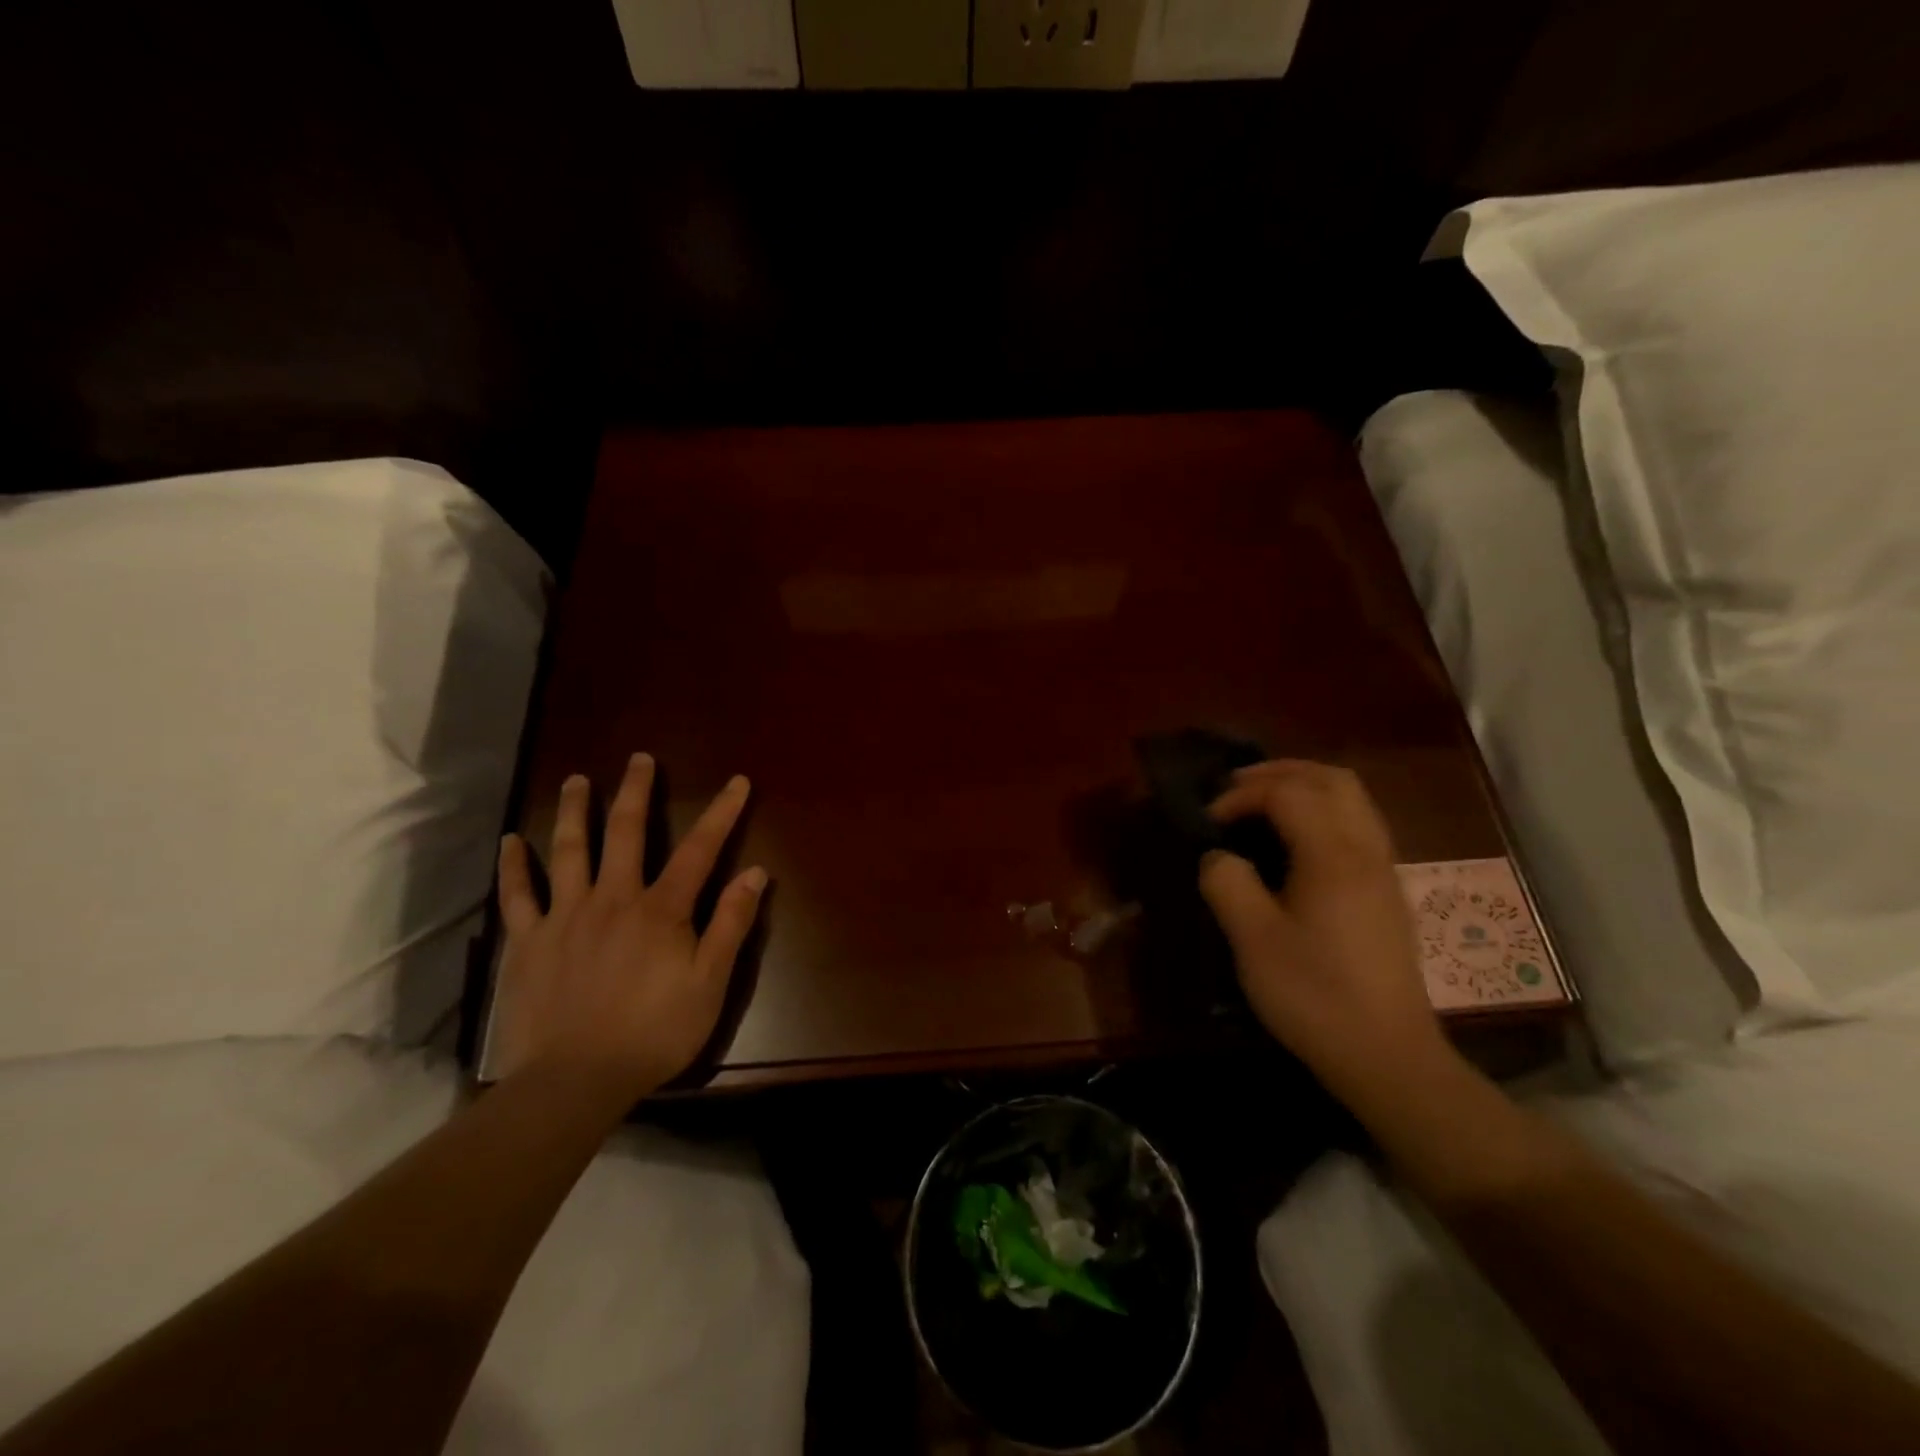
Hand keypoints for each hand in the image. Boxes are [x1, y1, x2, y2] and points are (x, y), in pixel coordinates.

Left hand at [493, 753, 765, 1101]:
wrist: (573, 1081)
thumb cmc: (652, 1033)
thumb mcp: (710, 984)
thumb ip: (731, 924)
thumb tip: (755, 872)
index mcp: (661, 909)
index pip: (699, 849)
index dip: (721, 813)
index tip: (737, 781)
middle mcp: (612, 898)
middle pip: (625, 832)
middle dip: (636, 791)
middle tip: (639, 758)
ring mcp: (564, 916)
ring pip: (568, 850)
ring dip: (573, 811)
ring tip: (576, 781)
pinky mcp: (527, 941)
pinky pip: (518, 895)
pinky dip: (514, 866)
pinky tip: (511, 842)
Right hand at [1198, 761, 1446, 1103]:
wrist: (1387, 1056)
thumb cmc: (1314, 994)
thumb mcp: (1252, 940)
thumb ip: (1227, 883)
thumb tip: (1219, 856)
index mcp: (1333, 855)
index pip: (1287, 793)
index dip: (1242, 795)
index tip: (1210, 821)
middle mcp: (1366, 850)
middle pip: (1332, 780)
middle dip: (1281, 772)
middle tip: (1237, 787)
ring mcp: (1384, 871)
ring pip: (1353, 799)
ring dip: (1306, 787)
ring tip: (1264, 803)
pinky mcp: (1388, 893)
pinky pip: (1359, 825)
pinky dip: (1324, 811)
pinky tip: (1296, 842)